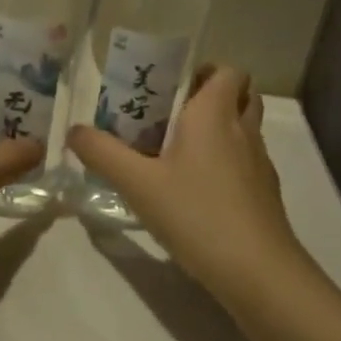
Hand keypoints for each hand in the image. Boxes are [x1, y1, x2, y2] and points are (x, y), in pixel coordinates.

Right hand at [67, 66, 312, 302]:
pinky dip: (228, 161)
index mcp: (214, 113)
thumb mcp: (138, 184)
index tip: (171, 86)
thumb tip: (74, 130)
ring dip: (220, 129)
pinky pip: (247, 159)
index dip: (203, 70)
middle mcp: (243, 129)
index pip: (226, 70)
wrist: (256, 270)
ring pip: (244, 128)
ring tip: (180, 149)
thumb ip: (103, 153)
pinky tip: (199, 188)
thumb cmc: (196, 214)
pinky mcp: (265, 192)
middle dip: (210, 96)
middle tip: (172, 114)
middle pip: (239, 94)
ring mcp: (260, 161)